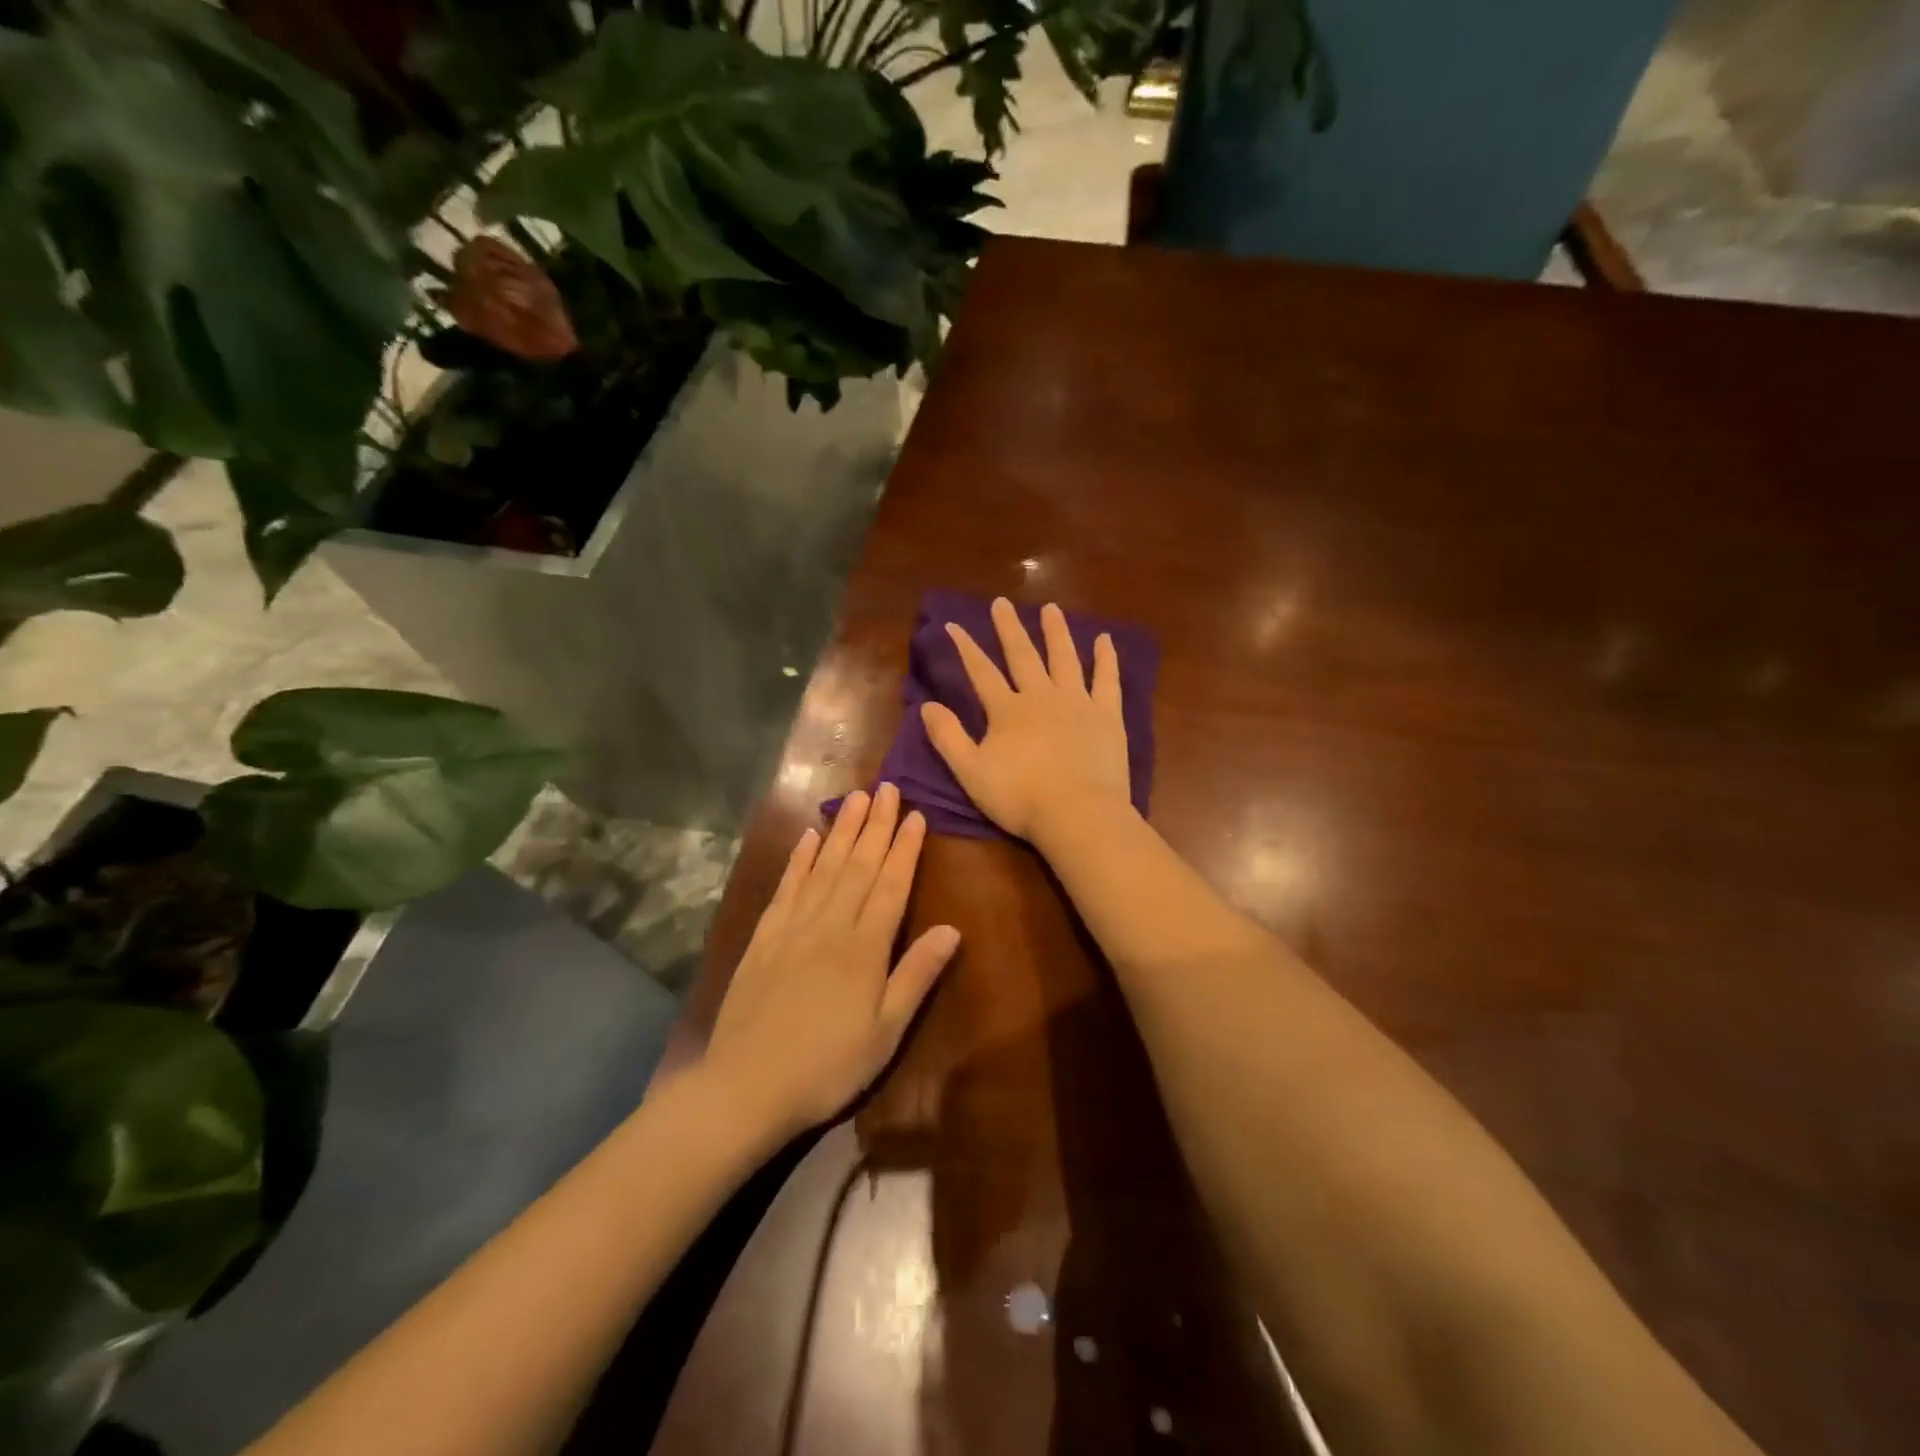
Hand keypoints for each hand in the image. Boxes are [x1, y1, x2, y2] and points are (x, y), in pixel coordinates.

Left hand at [703, 783, 958, 1139]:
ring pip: (823, 867)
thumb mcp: (886, 1032)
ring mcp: (792, 927)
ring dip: (841, 830)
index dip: (906, 848)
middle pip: (858, 865)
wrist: (745, 1086)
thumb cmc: (828, 1066)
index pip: (891, 885)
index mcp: (864, 947)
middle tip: (887, 787)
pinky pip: (786, 887)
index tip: (917, 815)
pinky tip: (808, 837)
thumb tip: (952, 929)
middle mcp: (830, 925)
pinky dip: (799, 859)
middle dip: (875, 824)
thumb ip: (916, 975)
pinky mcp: (764, 937)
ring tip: (855, 798)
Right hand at [922, 598, 1132, 844]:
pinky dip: (1106, 659)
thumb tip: (926, 705)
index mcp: (1007, 710)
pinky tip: (1105, 640)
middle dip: (1009, 628)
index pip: (981, 672)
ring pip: (1065, 658)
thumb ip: (948, 737)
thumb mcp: (971, 772)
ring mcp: (1077, 703)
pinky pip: (1107, 680)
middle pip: (1023, 655)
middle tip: (1002, 602)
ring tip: (1051, 608)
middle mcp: (1041, 696)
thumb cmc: (1020, 798)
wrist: (1079, 814)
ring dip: (1056, 632)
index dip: (966, 647)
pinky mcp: (1107, 716)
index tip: (954, 624)